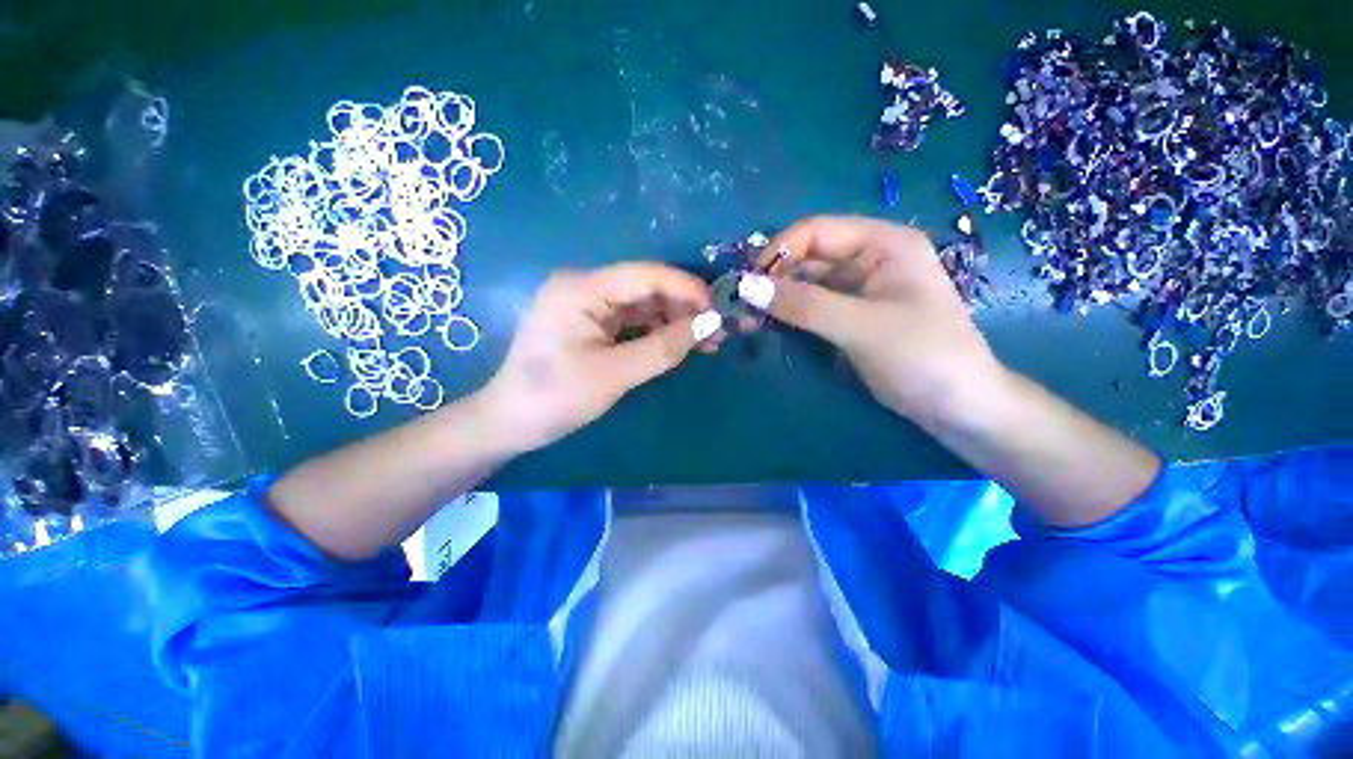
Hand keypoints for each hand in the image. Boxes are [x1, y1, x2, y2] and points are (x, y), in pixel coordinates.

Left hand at [480, 262, 719, 452]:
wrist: (510, 423)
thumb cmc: (556, 398)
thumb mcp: (614, 374)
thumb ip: (663, 348)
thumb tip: (709, 324)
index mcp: (581, 289)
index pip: (645, 274)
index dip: (686, 288)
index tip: (718, 310)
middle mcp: (584, 287)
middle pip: (645, 288)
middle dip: (683, 308)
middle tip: (717, 332)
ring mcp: (586, 306)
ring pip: (641, 306)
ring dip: (673, 322)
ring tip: (706, 343)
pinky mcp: (589, 324)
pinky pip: (631, 321)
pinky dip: (656, 333)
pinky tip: (678, 345)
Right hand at [742, 216, 1001, 425]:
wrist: (959, 408)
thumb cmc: (923, 357)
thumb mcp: (861, 327)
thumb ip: (803, 304)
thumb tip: (745, 286)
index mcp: (883, 243)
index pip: (816, 231)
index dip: (778, 251)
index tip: (748, 283)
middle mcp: (868, 259)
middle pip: (806, 258)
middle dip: (772, 280)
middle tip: (741, 308)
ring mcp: (857, 290)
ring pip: (804, 285)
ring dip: (775, 301)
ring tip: (746, 321)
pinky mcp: (848, 317)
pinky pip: (809, 308)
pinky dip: (787, 317)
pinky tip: (767, 328)